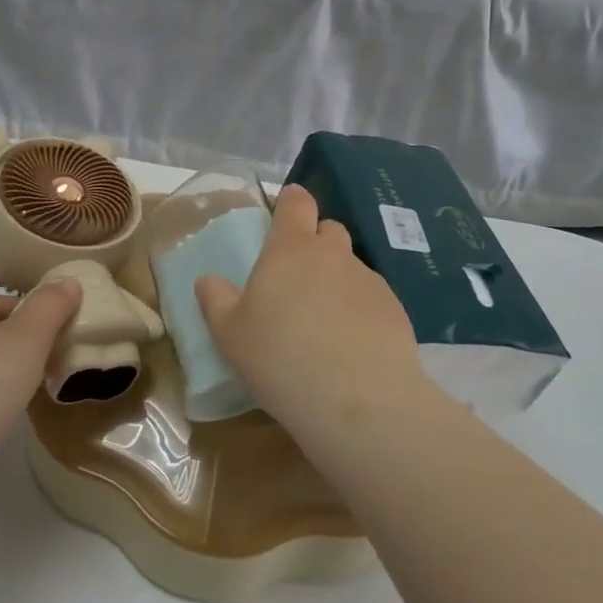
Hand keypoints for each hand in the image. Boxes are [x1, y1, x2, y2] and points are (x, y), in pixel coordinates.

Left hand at [0, 281, 82, 469]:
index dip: (32, 309)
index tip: (60, 326)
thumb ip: (51, 306)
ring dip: (8, 373)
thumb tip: (69, 282)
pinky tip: (11, 416)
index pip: (1, 301)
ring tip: (39, 387)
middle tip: (56, 356)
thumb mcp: (28, 337)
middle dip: (22, 341)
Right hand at [194, 184, 422, 436]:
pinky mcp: (395, 311)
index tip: (282, 215)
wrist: (359, 401)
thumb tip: (208, 279)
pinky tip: (351, 345)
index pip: (297, 202)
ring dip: (337, 280)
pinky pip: (372, 299)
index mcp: (290, 249)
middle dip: (315, 243)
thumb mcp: (230, 335)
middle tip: (297, 278)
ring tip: (324, 322)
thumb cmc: (281, 358)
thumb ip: (216, 300)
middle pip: (329, 229)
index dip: (291, 202)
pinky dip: (360, 311)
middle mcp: (333, 255)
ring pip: (351, 266)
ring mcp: (369, 281)